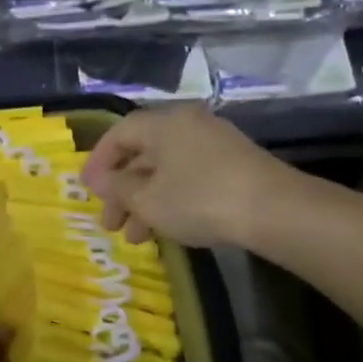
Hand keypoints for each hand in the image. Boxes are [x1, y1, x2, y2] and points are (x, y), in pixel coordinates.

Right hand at [80, 104, 298, 248]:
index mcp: (163, 123)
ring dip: (145, 202)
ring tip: (137, 238)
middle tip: (111, 224)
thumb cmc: (199, 199)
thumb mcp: (148, 199)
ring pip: (166, 169)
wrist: (274, 210)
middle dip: (122, 191)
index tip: (87, 190)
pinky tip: (167, 227)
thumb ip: (117, 188)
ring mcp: (214, 143)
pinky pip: (188, 176)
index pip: (119, 134)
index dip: (98, 161)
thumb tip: (99, 180)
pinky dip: (170, 198)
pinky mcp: (234, 164)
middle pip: (142, 154)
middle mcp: (187, 124)